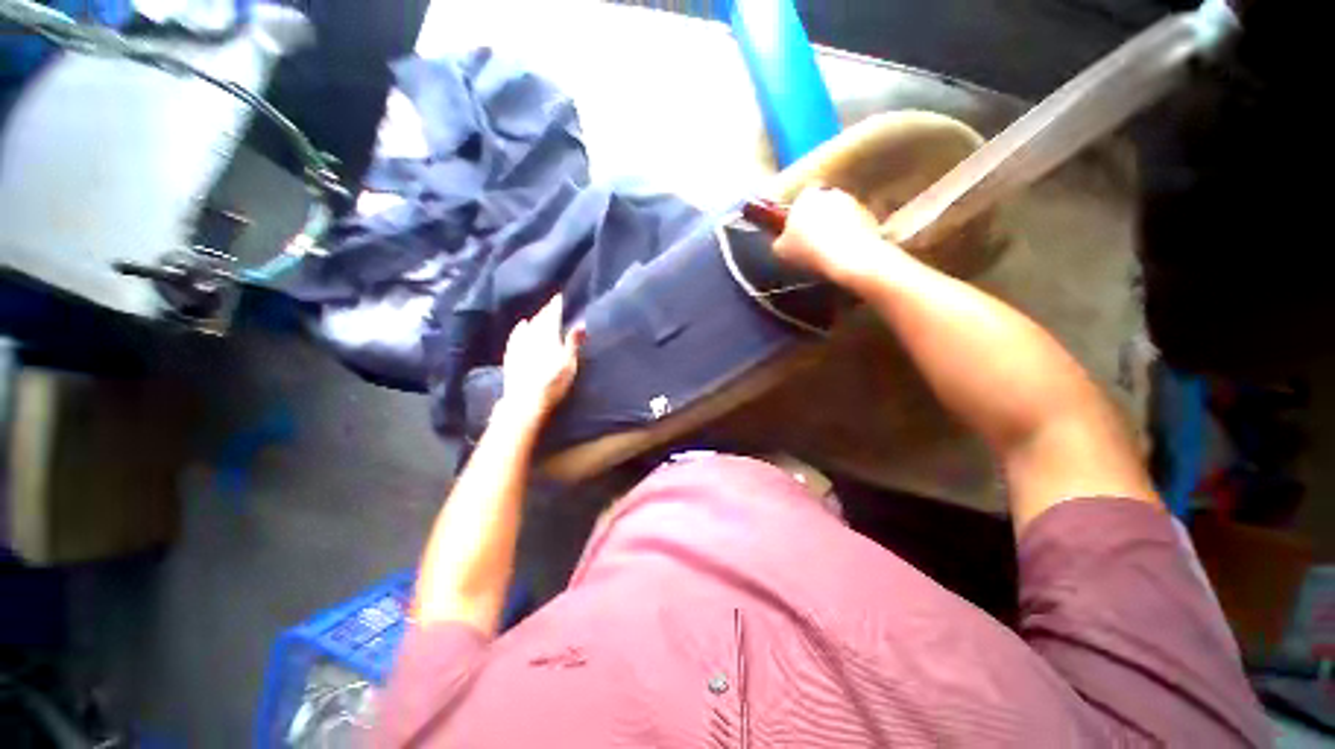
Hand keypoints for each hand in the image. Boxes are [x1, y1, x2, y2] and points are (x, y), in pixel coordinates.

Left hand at [498, 294, 584, 426]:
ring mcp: (519, 345)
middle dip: (548, 310)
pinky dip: (521, 328)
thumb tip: (580, 323)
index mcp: (547, 336)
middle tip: (555, 303)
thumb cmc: (552, 384)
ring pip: (529, 325)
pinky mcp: (512, 355)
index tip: (562, 296)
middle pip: (540, 318)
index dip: (557, 305)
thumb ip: (573, 342)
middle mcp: (531, 336)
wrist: (524, 402)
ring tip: (543, 313)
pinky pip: (516, 335)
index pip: (552, 315)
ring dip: (537, 317)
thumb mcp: (568, 364)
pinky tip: (522, 325)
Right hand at [773, 187, 898, 287]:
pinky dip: (851, 238)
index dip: (798, 216)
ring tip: (828, 255)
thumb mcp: (780, 251)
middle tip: (812, 245)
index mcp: (807, 196)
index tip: (796, 234)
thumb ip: (778, 240)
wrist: (849, 260)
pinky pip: (855, 227)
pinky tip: (844, 256)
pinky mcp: (871, 217)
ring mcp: (854, 203)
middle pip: (822, 206)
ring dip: (835, 229)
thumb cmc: (809, 252)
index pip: (801, 200)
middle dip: (819, 221)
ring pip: (839, 216)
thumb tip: (781, 241)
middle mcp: (831, 193)